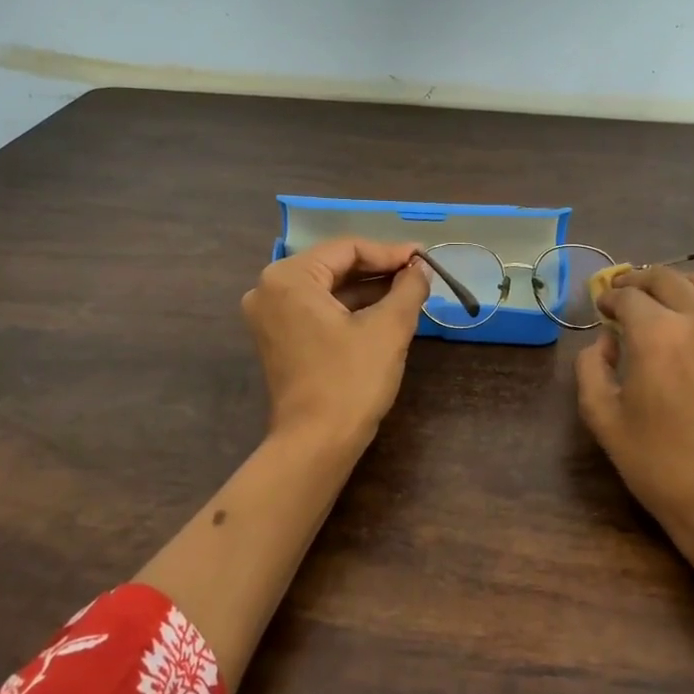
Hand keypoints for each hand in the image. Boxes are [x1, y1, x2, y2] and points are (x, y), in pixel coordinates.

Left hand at [241, 237, 431, 448]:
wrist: (316, 444)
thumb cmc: (350, 380)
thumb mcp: (388, 328)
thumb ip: (408, 288)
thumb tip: (421, 268)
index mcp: (288, 278)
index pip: (347, 249)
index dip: (390, 252)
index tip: (424, 259)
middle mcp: (269, 290)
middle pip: (334, 266)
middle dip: (379, 270)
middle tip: (418, 273)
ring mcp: (270, 317)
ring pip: (328, 289)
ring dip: (367, 290)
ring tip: (408, 291)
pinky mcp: (278, 340)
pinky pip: (318, 310)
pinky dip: (350, 309)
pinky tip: (384, 312)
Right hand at [574, 267, 693, 570]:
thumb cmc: (659, 465)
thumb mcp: (603, 420)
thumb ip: (591, 369)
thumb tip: (605, 343)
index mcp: (657, 334)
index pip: (628, 296)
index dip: (609, 297)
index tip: (601, 307)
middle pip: (667, 278)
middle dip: (639, 281)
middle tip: (623, 295)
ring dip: (674, 286)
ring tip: (658, 303)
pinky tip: (689, 335)